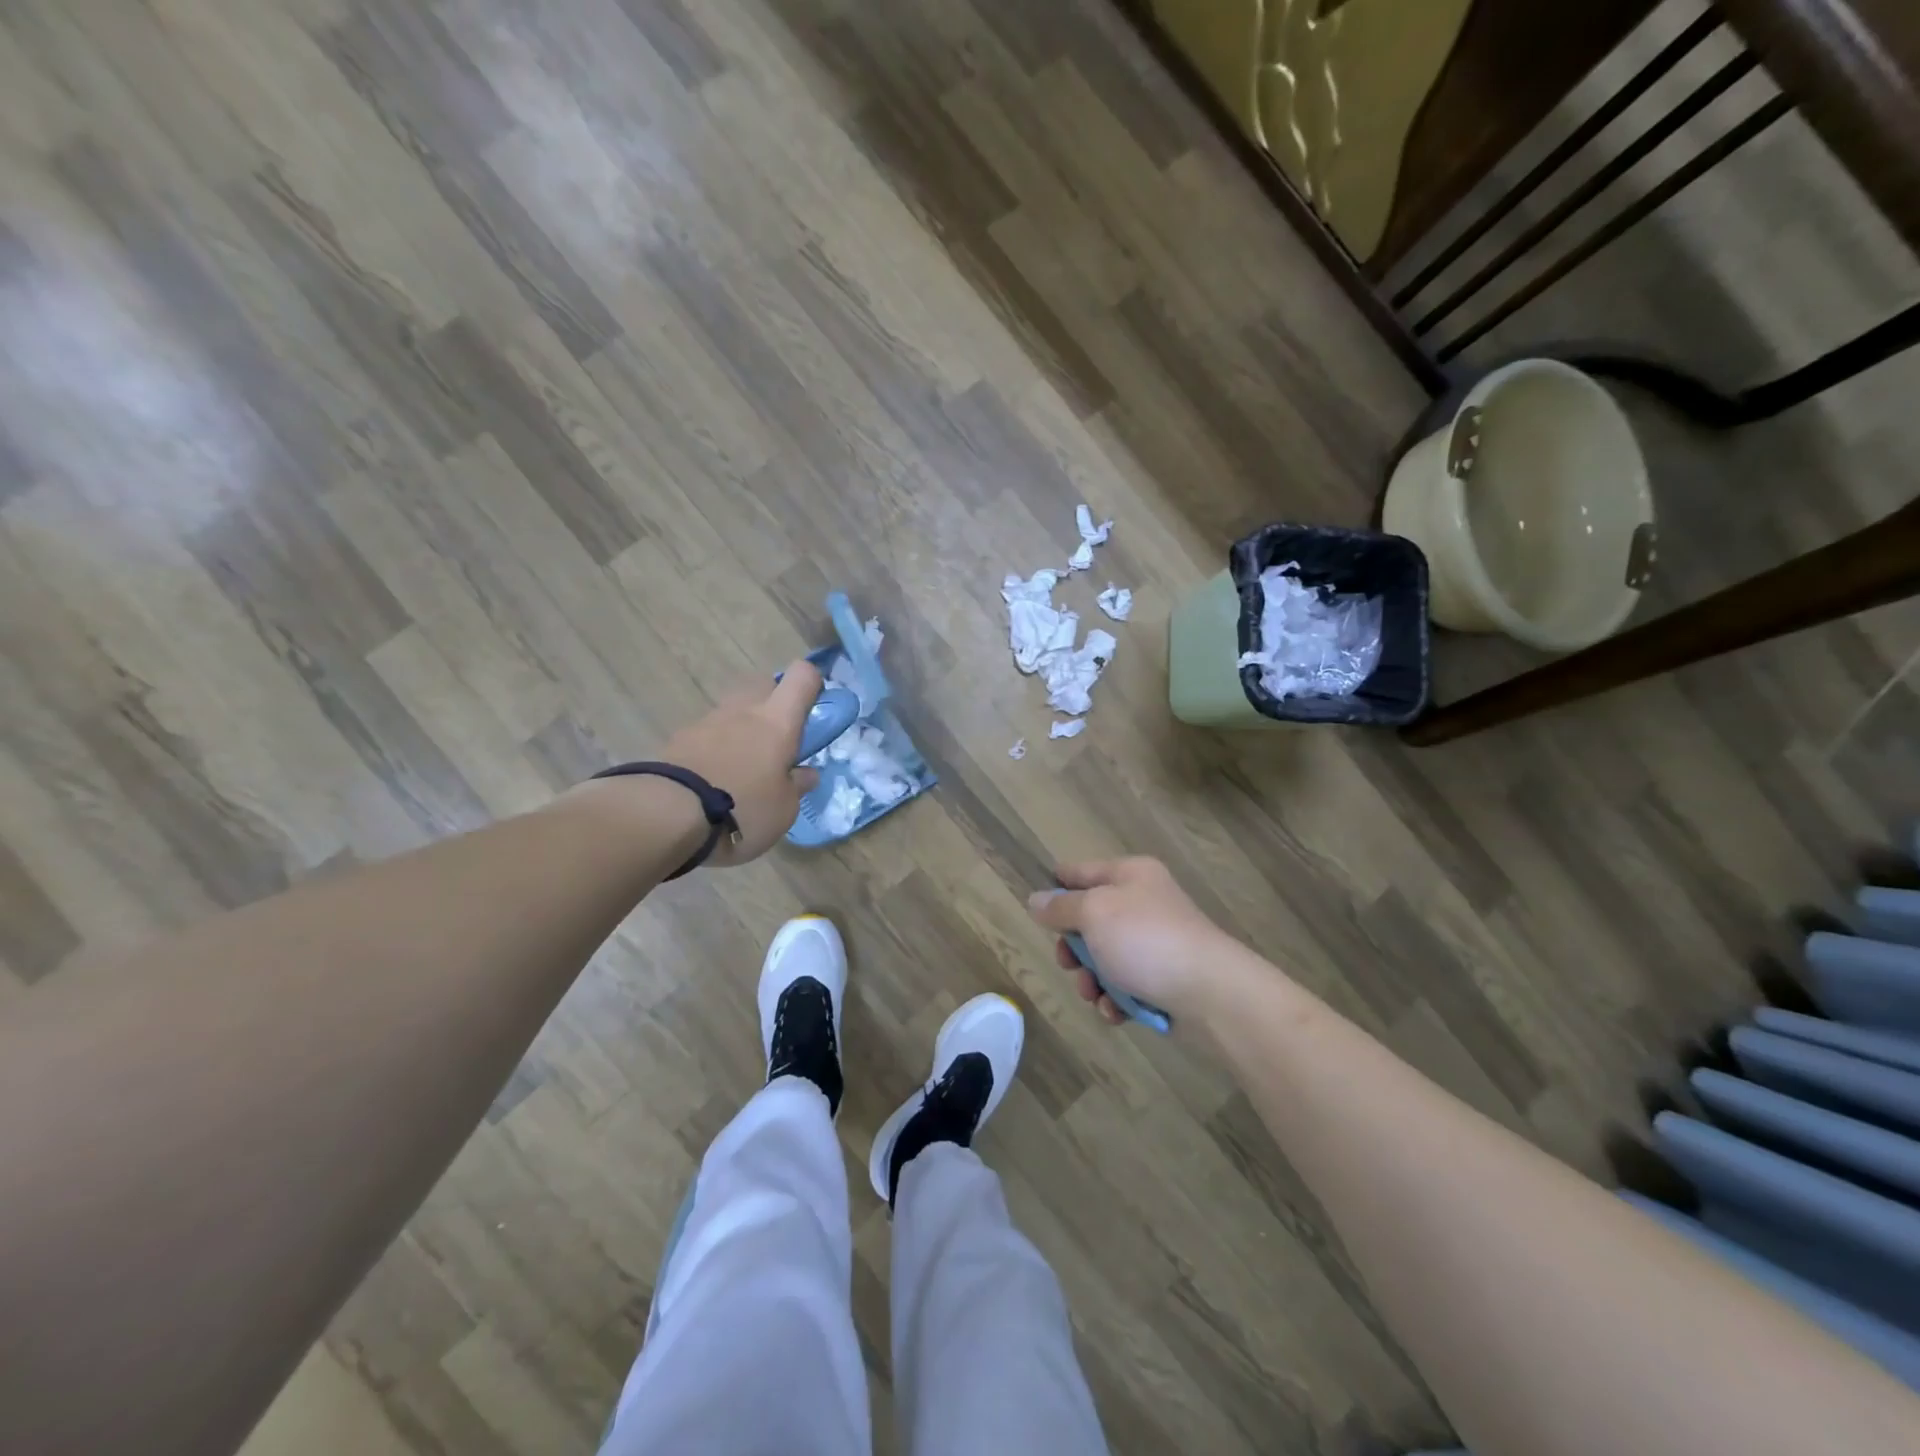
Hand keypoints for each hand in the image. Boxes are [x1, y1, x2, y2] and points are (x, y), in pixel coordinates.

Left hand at [656, 660, 823, 865]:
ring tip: (741, 770)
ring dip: (741, 729)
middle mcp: (743, 710)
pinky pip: (706, 735)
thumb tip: (805, 773)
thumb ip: (796, 786)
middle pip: (762, 685)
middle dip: (773, 703)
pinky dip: (713, 749)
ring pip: (732, 711)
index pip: (802, 676)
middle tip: (777, 741)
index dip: (812, 684)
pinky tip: (712, 781)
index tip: (814, 708)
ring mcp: (707, 722)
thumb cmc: (743, 809)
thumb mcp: (784, 809)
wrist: (668, 816)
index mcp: (777, 721)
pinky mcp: (678, 740)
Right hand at [1028, 858, 1248, 1027]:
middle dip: (1073, 947)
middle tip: (1067, 962)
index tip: (1035, 902)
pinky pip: (1126, 985)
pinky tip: (1114, 1011)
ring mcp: (1156, 942)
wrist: (1211, 992)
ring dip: (1091, 979)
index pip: (1082, 871)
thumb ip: (1060, 907)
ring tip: (1094, 994)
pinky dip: (1115, 999)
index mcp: (1130, 875)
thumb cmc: (1146, 940)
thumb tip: (1036, 900)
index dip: (1058, 883)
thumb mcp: (1093, 913)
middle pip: (1091, 920)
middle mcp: (1144, 902)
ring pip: (1105, 957)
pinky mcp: (1165, 978)